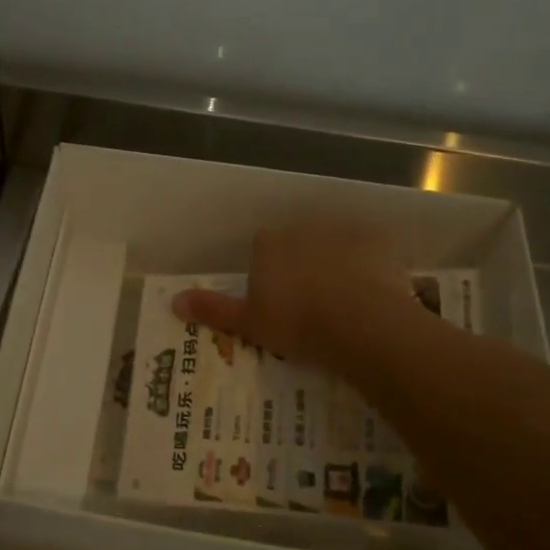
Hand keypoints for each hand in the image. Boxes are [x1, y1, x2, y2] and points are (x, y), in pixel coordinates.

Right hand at [171, 218, 420, 375]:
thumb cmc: (297, 323)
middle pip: (298, 244)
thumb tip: (173, 302)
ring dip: (336, 264)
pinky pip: (368, 249)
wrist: (360, 322)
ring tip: (345, 302)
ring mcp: (341, 228)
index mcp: (268, 243)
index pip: (263, 252)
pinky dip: (369, 266)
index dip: (271, 277)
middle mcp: (301, 226)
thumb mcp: (248, 322)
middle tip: (313, 306)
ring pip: (333, 244)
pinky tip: (373, 292)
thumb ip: (213, 309)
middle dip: (303, 267)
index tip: (281, 305)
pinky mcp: (376, 238)